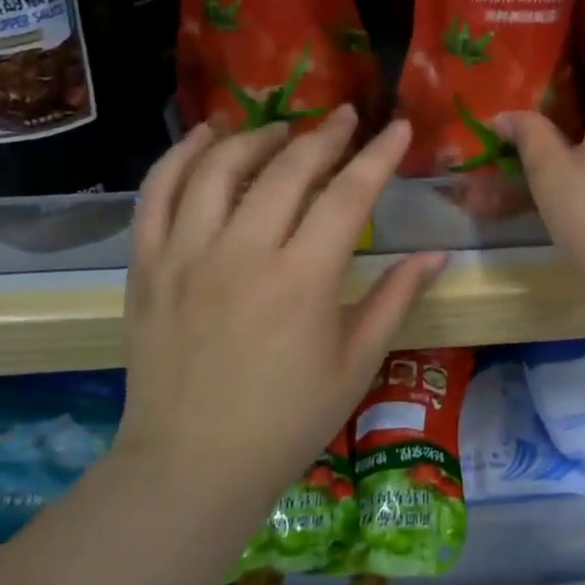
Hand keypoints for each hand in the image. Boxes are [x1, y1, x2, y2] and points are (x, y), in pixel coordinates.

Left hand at [122, 107, 446, 504]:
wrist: (191, 466)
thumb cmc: (286, 421)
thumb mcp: (356, 364)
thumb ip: (396, 299)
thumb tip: (437, 254)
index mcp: (301, 281)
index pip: (349, 195)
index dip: (379, 155)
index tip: (399, 127)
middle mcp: (242, 254)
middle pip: (287, 169)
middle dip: (324, 135)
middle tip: (345, 118)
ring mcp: (186, 255)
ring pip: (219, 167)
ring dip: (256, 137)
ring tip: (281, 131)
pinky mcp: (147, 266)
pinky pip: (157, 193)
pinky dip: (181, 156)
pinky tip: (205, 138)